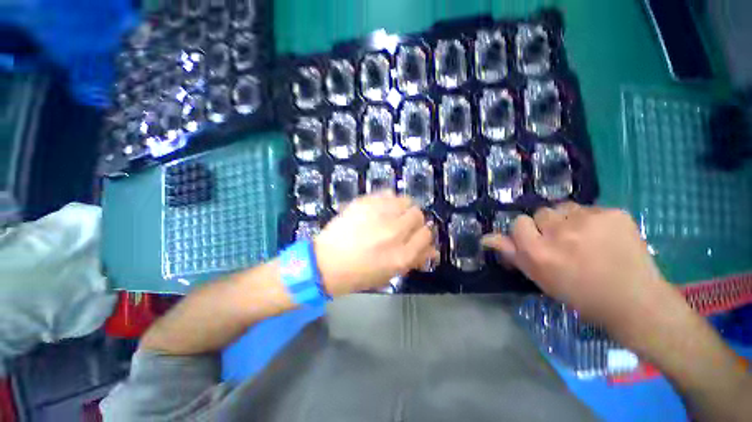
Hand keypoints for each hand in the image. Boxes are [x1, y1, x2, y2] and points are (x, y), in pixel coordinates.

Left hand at [314, 192, 437, 296]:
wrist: (326, 262)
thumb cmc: (359, 273)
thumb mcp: (390, 273)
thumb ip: (414, 260)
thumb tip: (433, 250)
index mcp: (402, 255)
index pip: (426, 234)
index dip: (422, 234)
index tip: (415, 235)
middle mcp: (394, 232)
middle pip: (418, 215)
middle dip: (413, 221)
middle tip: (401, 225)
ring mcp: (379, 215)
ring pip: (406, 201)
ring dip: (402, 208)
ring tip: (391, 215)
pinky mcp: (366, 202)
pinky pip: (388, 193)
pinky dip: (389, 200)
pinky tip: (380, 208)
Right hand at [481, 203, 683, 338]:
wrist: (634, 302)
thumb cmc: (580, 294)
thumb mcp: (539, 277)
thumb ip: (512, 254)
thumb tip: (486, 238)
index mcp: (538, 252)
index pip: (518, 223)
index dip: (527, 232)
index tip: (539, 243)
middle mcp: (559, 233)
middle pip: (540, 212)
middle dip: (547, 225)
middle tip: (564, 243)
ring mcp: (589, 220)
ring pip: (563, 207)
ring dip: (568, 220)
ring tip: (584, 238)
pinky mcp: (613, 213)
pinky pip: (589, 208)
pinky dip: (591, 220)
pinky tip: (604, 236)